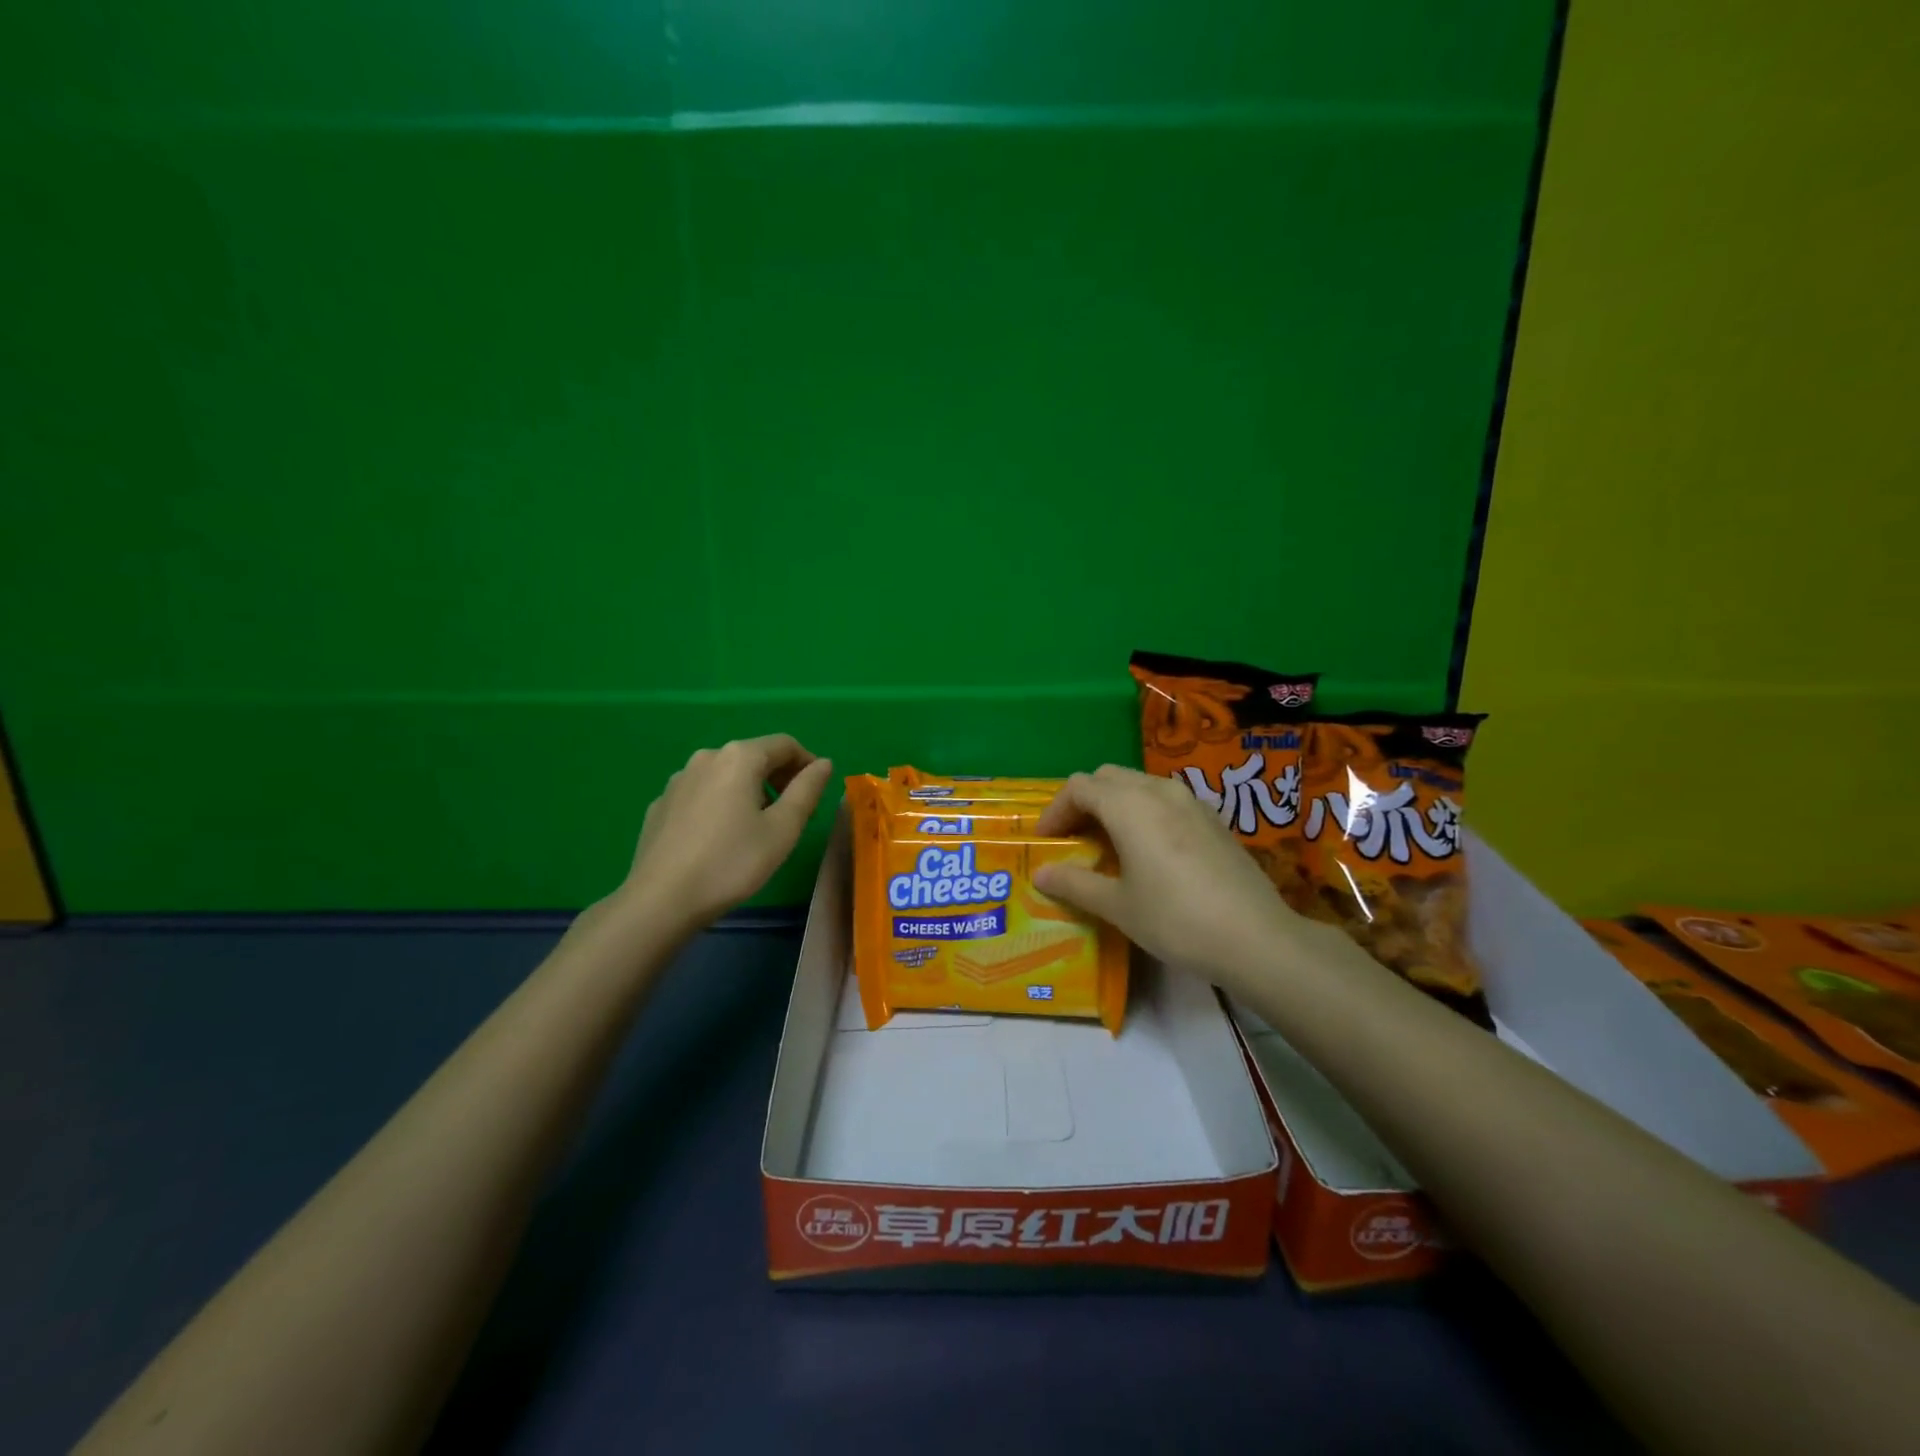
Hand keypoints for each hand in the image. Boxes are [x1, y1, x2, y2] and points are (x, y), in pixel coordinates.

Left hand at [621, 735, 833, 929]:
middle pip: (754, 757)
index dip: (808, 764)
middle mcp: (706, 758)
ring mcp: (678, 780)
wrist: (661, 900)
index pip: (785, 745)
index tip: (817, 795)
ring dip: (751, 792)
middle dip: (780, 779)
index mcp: (739, 758)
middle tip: (795, 816)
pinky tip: (721, 838)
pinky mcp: (661, 804)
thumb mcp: (783, 828)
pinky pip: (703, 794)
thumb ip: (808, 789)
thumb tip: (823, 763)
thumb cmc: (732, 862)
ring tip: (759, 829)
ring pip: (727, 776)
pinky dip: (722, 804)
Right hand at [1033, 764, 1313, 982]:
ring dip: (1115, 804)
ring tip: (1107, 843)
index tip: (1046, 841)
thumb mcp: (1117, 906)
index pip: (1079, 787)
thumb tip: (1040, 874)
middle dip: (1084, 801)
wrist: (1255, 938)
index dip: (1056, 810)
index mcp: (1129, 805)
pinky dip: (1144, 811)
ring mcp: (1192, 801)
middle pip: (1108, 777)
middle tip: (1073, 838)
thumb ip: (1075, 883)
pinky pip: (1166, 799)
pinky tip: (1149, 850)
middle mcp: (1159, 791)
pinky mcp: (1214, 819)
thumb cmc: (1175, 919)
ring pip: (1140, 784)